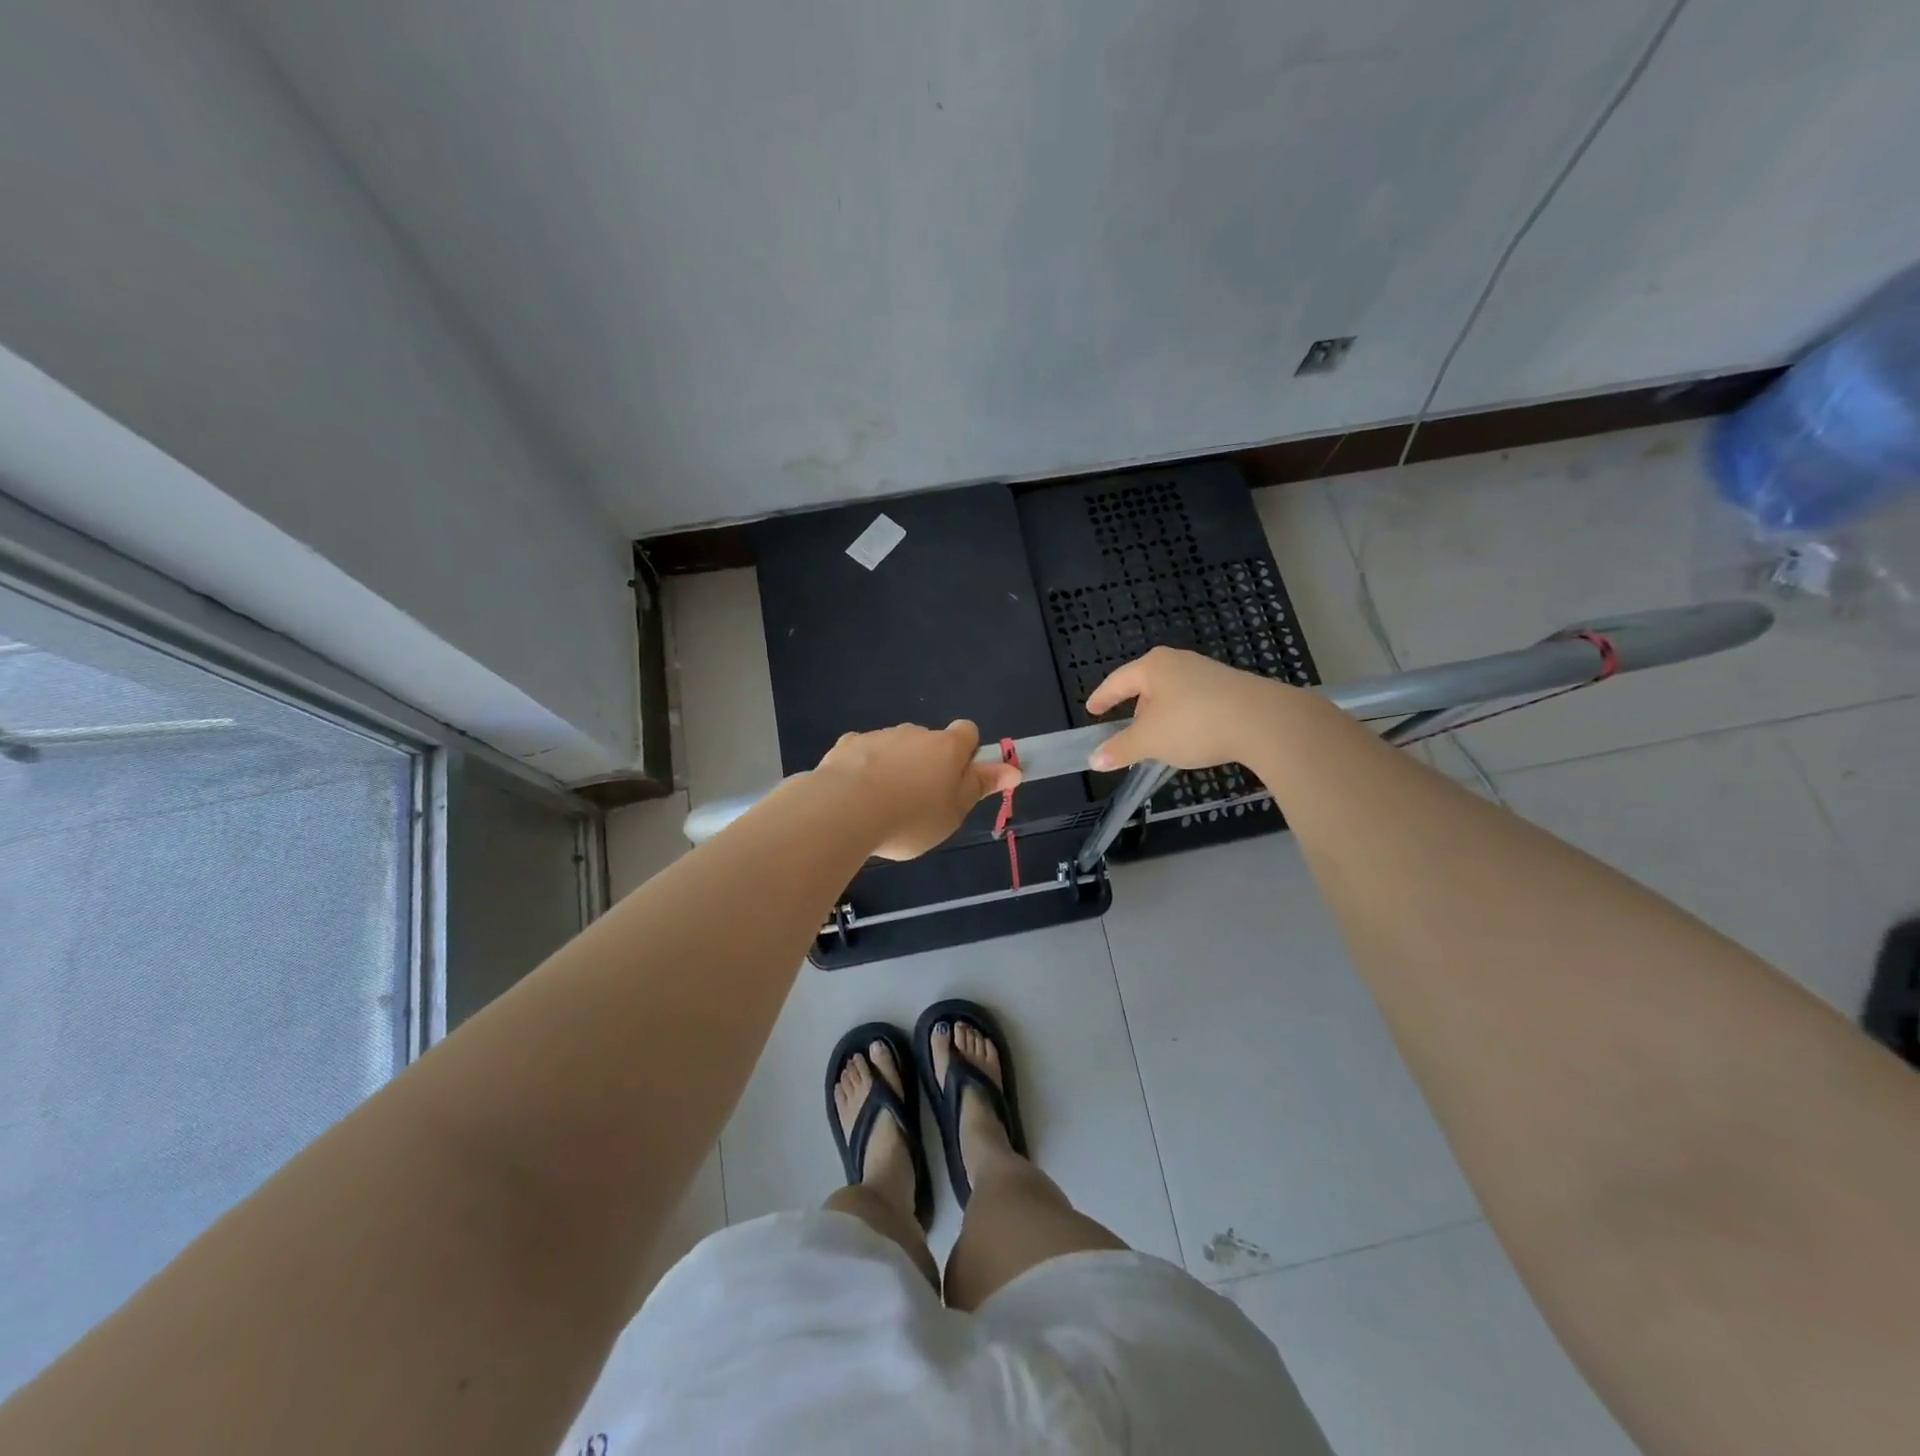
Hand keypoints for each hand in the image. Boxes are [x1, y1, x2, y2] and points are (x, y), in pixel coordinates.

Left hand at [815, 720, 1020, 860]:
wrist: (845, 810)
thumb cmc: (911, 818)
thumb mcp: (954, 812)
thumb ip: (980, 787)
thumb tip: (1013, 769)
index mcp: (947, 747)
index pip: (968, 732)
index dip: (967, 752)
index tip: (958, 779)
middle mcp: (915, 732)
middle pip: (930, 741)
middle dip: (927, 763)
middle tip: (920, 802)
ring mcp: (880, 736)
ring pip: (896, 747)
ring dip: (896, 766)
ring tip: (884, 805)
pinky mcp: (848, 745)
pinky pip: (864, 752)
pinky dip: (864, 768)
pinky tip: (856, 795)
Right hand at [1085, 647, 1293, 770]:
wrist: (1264, 721)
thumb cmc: (1194, 723)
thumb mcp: (1150, 741)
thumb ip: (1121, 749)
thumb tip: (1094, 759)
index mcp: (1153, 667)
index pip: (1117, 681)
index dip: (1102, 698)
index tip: (1092, 710)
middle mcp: (1179, 663)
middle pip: (1147, 686)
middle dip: (1136, 710)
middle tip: (1129, 734)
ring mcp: (1208, 673)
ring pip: (1173, 695)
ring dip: (1162, 717)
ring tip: (1161, 742)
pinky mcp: (1231, 688)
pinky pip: (1196, 702)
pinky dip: (1185, 719)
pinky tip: (1192, 739)